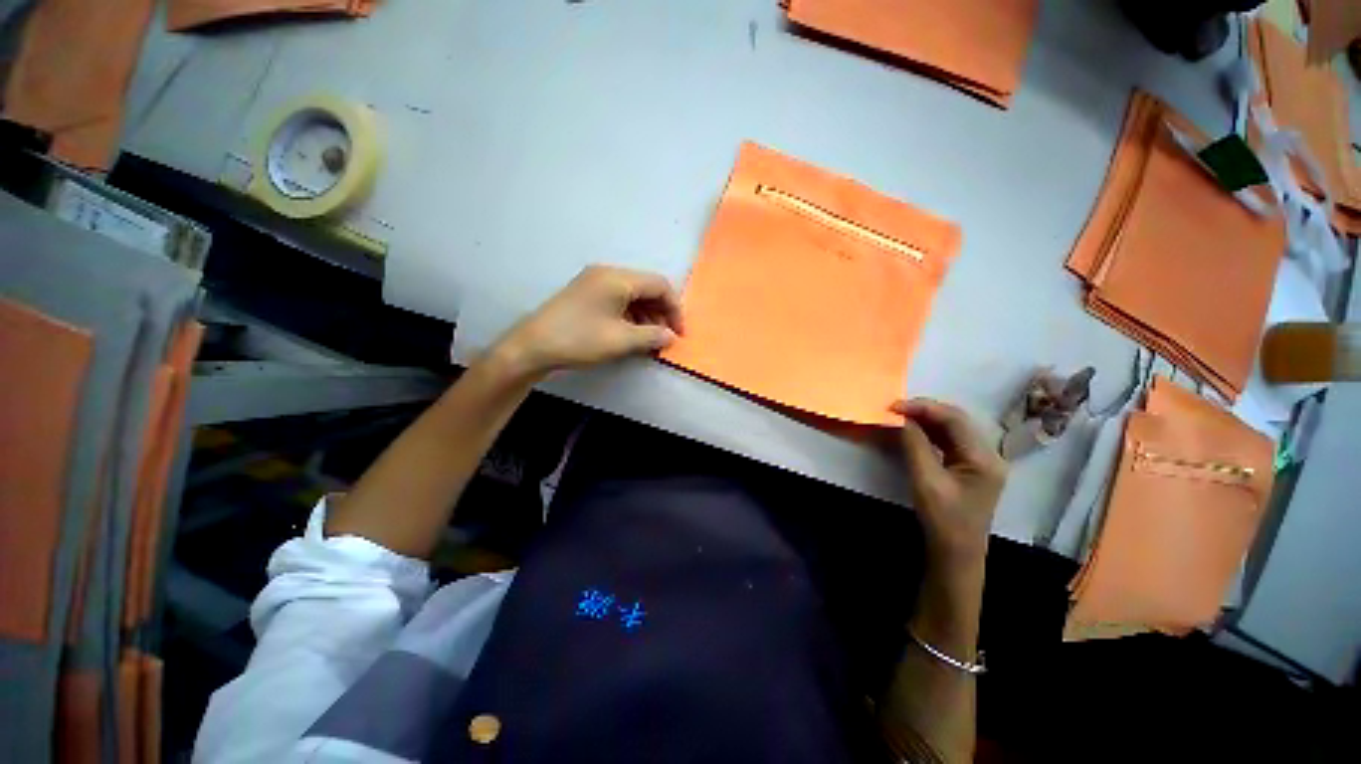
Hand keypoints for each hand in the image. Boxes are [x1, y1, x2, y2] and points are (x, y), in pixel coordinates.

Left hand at [493, 265, 684, 377]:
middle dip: (661, 313)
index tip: (678, 333)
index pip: (660, 285)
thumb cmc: (580, 339)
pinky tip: (632, 335)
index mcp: (618, 278)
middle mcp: (607, 274)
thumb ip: (652, 336)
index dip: (674, 308)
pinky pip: (618, 301)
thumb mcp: (621, 340)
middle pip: (646, 288)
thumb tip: (671, 336)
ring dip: (646, 316)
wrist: (533, 346)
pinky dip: (630, 316)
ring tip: (650, 341)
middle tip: (665, 338)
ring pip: (633, 295)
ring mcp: (594, 283)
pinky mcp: (586, 295)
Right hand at [892, 399, 1006, 564]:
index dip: (924, 408)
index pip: (954, 419)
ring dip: (927, 420)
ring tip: (901, 416)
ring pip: (953, 429)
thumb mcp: (925, 481)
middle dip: (925, 411)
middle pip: (956, 420)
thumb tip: (902, 418)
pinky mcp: (970, 468)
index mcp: (984, 458)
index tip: (894, 406)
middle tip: (895, 409)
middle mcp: (988, 455)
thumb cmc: (943, 519)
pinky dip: (930, 433)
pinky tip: (913, 431)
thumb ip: (914, 445)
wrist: (956, 554)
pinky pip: (949, 441)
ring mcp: (980, 461)